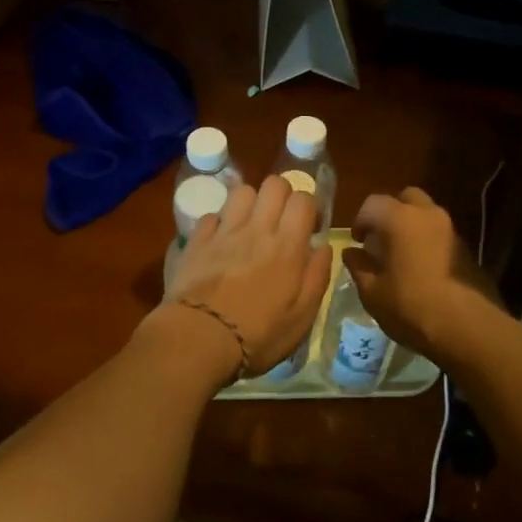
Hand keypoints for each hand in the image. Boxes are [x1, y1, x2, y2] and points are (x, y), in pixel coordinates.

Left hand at [165, 175, 330, 375]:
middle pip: (273, 183)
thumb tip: (324, 247)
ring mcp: (224, 231)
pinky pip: (212, 215)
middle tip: (281, 221)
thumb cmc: (258, 334)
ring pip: (242, 191)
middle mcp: (257, 228)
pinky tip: (221, 242)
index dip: (310, 207)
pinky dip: (220, 223)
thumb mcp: (302, 317)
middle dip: (282, 195)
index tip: (309, 228)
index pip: (303, 199)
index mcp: (287, 245)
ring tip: (251, 226)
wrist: (199, 338)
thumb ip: (318, 276)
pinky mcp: (197, 240)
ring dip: (251, 203)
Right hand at [343, 187, 491, 355]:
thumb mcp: (373, 293)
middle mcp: (428, 215)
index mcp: (400, 219)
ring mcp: (451, 229)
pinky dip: (428, 240)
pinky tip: (422, 267)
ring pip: (426, 213)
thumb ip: (359, 267)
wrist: (468, 328)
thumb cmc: (412, 307)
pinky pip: (440, 232)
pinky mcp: (466, 248)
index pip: (373, 203)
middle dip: (390, 212)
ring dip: (411, 225)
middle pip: (406, 198)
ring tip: (401, 255)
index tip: (358, 243)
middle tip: (381, 239)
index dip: (360, 221)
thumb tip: (351, 253)